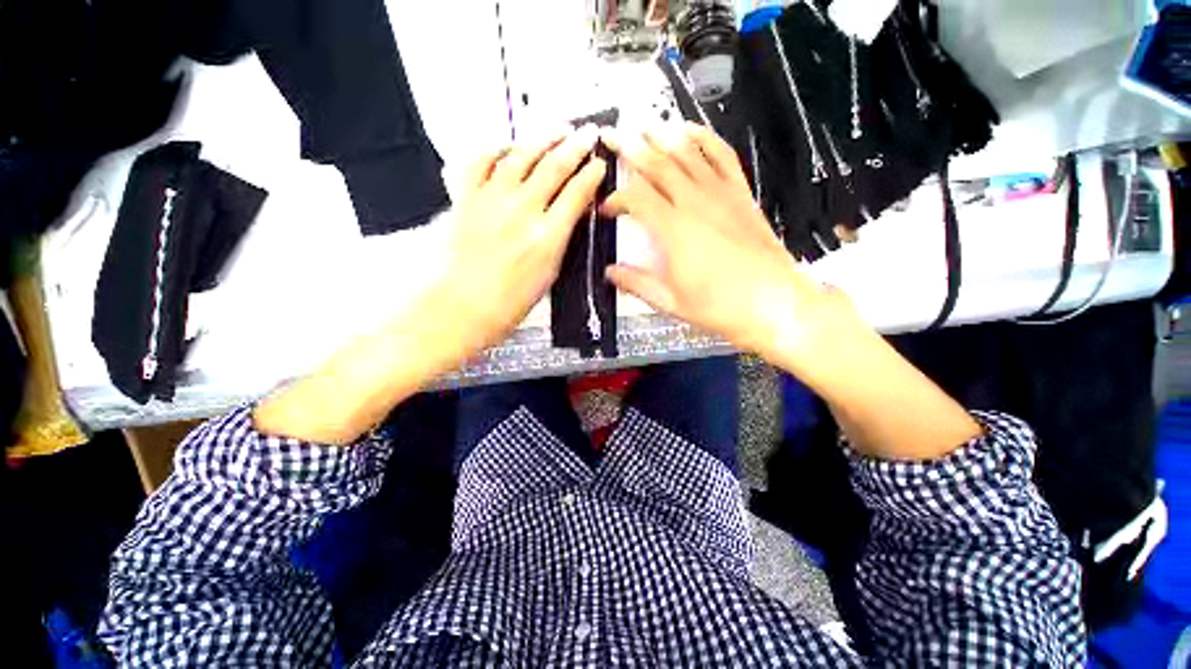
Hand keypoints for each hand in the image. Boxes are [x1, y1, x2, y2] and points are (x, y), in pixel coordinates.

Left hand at [440, 125, 605, 350]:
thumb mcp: (550, 273)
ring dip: (543, 139)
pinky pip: (480, 161)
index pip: (577, 193)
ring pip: (521, 155)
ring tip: (556, 129)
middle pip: (554, 166)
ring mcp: (492, 201)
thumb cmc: (508, 300)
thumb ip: (561, 239)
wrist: (467, 305)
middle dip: (576, 146)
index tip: (599, 165)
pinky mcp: (468, 198)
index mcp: (547, 236)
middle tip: (587, 134)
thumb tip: (569, 216)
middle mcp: (521, 212)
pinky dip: (495, 147)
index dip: (592, 175)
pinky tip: (508, 144)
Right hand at [601, 123, 838, 356]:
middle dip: (630, 148)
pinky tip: (692, 129)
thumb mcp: (671, 302)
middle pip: (657, 165)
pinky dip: (706, 138)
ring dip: (663, 136)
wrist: (775, 304)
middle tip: (611, 133)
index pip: (636, 199)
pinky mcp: (741, 195)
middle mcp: (694, 203)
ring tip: (644, 124)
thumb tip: (610, 272)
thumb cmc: (720, 307)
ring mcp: (721, 195)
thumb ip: (638, 283)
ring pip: (687, 154)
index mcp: (673, 230)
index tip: (606, 209)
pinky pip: (723, 157)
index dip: (616, 199)